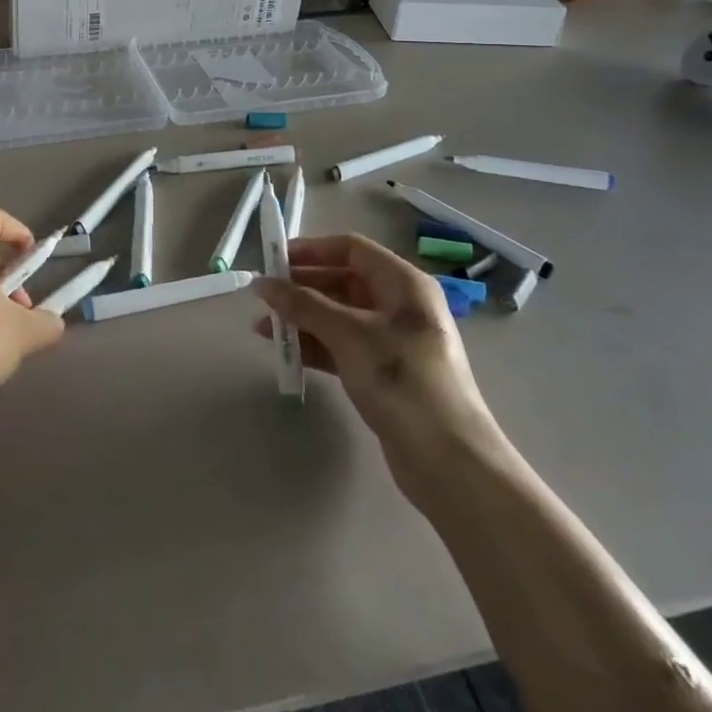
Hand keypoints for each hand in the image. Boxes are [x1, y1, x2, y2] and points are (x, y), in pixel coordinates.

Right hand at [256, 235, 500, 491]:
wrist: (449, 462)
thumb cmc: (402, 381)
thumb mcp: (349, 335)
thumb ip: (303, 305)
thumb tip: (263, 284)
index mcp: (403, 284)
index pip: (352, 249)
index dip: (312, 250)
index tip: (274, 259)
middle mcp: (400, 305)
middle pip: (343, 281)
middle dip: (302, 287)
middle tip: (263, 297)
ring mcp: (392, 340)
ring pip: (339, 316)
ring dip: (302, 319)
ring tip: (263, 327)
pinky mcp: (383, 373)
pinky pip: (341, 346)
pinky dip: (314, 346)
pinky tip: (284, 352)